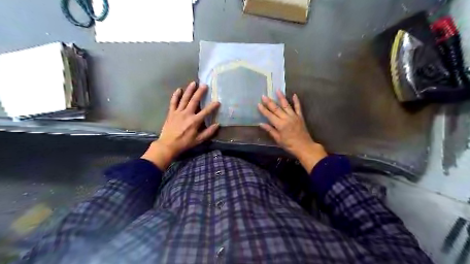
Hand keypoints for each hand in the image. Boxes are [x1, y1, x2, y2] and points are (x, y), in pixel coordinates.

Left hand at [142, 82, 220, 169]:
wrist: (168, 145)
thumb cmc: (185, 143)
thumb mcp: (199, 140)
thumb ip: (209, 132)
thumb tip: (217, 125)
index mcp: (195, 121)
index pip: (206, 111)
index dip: (212, 106)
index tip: (218, 101)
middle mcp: (187, 114)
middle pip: (194, 101)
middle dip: (200, 92)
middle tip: (204, 85)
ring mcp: (178, 112)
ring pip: (184, 99)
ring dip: (189, 90)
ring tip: (193, 83)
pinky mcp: (171, 113)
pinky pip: (173, 102)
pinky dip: (176, 95)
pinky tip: (179, 89)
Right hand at [256, 89, 327, 172]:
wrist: (304, 147)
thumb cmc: (289, 145)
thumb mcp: (278, 139)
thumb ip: (270, 130)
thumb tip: (261, 123)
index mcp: (280, 125)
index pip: (270, 115)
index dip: (263, 110)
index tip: (258, 104)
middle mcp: (286, 118)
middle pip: (276, 109)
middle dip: (269, 102)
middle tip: (264, 96)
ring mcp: (294, 116)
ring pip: (286, 105)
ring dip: (281, 97)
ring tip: (277, 90)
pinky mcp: (300, 117)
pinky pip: (298, 107)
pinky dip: (296, 101)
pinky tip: (294, 95)